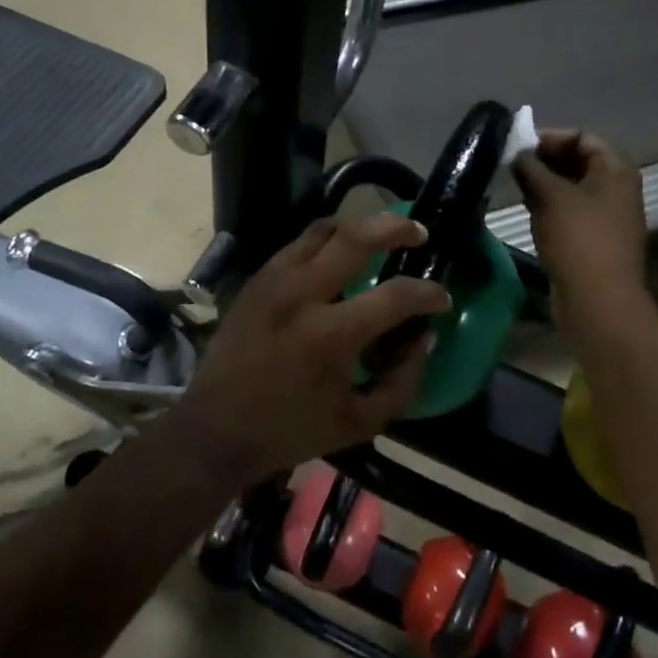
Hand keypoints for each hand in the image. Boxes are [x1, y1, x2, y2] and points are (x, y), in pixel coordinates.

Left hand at [168, 213, 451, 487]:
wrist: (215, 429)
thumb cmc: (290, 431)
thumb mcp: (360, 423)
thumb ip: (402, 381)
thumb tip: (423, 337)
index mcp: (331, 335)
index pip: (396, 296)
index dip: (429, 294)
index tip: (442, 299)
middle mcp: (302, 294)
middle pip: (357, 236)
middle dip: (397, 228)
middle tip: (419, 234)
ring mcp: (275, 280)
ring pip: (324, 229)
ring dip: (359, 227)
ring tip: (380, 236)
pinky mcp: (257, 279)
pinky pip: (299, 243)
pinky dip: (327, 241)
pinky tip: (339, 255)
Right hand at [513, 129, 647, 305]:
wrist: (598, 301)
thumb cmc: (578, 239)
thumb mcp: (551, 196)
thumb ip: (532, 168)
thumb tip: (518, 153)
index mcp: (616, 170)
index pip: (583, 137)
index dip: (550, 138)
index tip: (519, 147)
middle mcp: (617, 189)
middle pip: (579, 161)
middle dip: (545, 161)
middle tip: (513, 166)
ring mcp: (608, 216)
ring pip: (573, 189)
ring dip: (545, 185)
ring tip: (516, 187)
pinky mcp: (596, 240)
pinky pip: (572, 212)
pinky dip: (551, 206)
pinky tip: (528, 210)